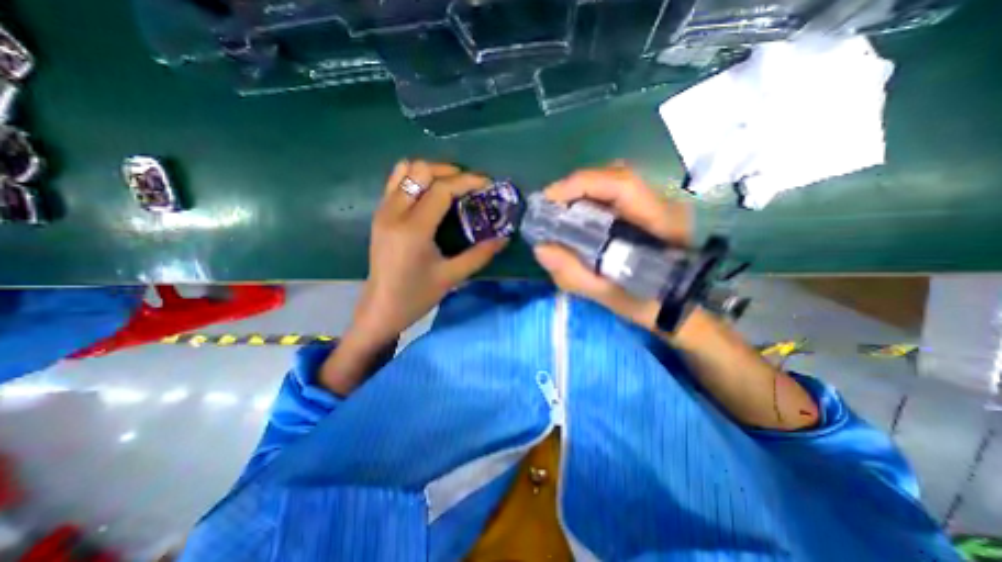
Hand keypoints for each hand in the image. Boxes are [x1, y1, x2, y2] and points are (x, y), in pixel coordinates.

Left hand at [350, 161, 509, 348]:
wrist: (381, 308)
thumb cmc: (416, 296)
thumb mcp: (452, 277)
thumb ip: (480, 255)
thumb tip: (504, 238)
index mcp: (413, 229)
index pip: (441, 189)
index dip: (467, 181)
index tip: (487, 183)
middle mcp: (394, 212)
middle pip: (421, 171)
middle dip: (450, 171)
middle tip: (470, 185)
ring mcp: (383, 211)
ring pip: (405, 170)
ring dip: (431, 172)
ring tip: (452, 185)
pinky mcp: (379, 214)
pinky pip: (396, 182)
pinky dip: (415, 178)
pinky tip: (430, 193)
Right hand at [531, 165, 688, 331]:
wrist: (679, 306)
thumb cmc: (649, 304)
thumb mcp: (609, 296)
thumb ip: (574, 274)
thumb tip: (541, 248)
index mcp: (662, 223)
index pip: (621, 184)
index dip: (581, 184)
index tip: (549, 199)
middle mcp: (664, 203)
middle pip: (615, 175)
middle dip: (577, 187)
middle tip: (550, 207)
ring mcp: (658, 202)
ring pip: (615, 180)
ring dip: (583, 191)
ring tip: (560, 211)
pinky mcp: (650, 208)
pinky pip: (615, 193)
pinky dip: (591, 198)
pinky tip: (578, 216)